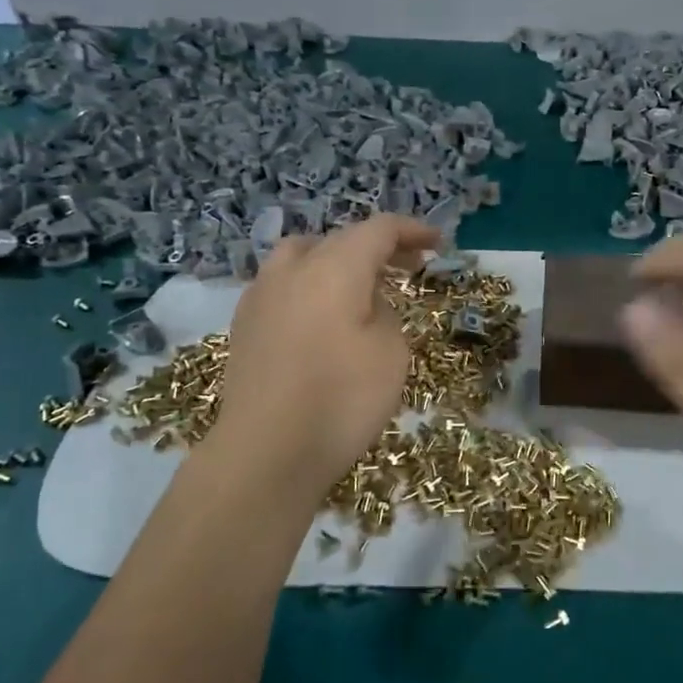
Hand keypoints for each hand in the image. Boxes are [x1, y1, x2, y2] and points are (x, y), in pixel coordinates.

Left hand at [208, 215, 435, 501]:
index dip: (411, 231)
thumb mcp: (391, 352)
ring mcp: (261, 295)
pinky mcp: (244, 324)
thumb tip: (364, 302)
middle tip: (408, 267)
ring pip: (304, 256)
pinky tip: (320, 317)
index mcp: (334, 268)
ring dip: (337, 261)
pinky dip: (310, 285)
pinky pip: (283, 285)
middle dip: (377, 248)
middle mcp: (292, 270)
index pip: (378, 230)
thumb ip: (384, 312)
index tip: (437, 244)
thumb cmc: (341, 400)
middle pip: (340, 239)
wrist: (266, 453)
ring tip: (360, 287)